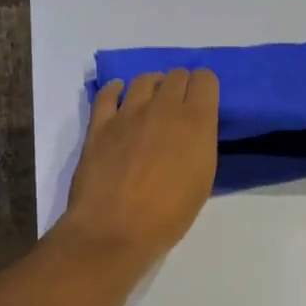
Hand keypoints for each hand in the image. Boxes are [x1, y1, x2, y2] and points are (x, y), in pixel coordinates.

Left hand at [61, 69, 219, 264]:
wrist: (115, 230)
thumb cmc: (168, 215)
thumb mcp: (202, 180)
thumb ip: (200, 145)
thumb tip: (192, 133)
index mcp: (196, 123)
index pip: (206, 79)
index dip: (206, 88)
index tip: (204, 103)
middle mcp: (164, 108)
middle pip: (176, 75)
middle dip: (181, 86)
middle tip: (179, 108)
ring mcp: (128, 113)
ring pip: (144, 79)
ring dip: (153, 86)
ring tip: (151, 103)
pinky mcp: (99, 124)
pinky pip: (107, 93)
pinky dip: (116, 90)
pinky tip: (119, 96)